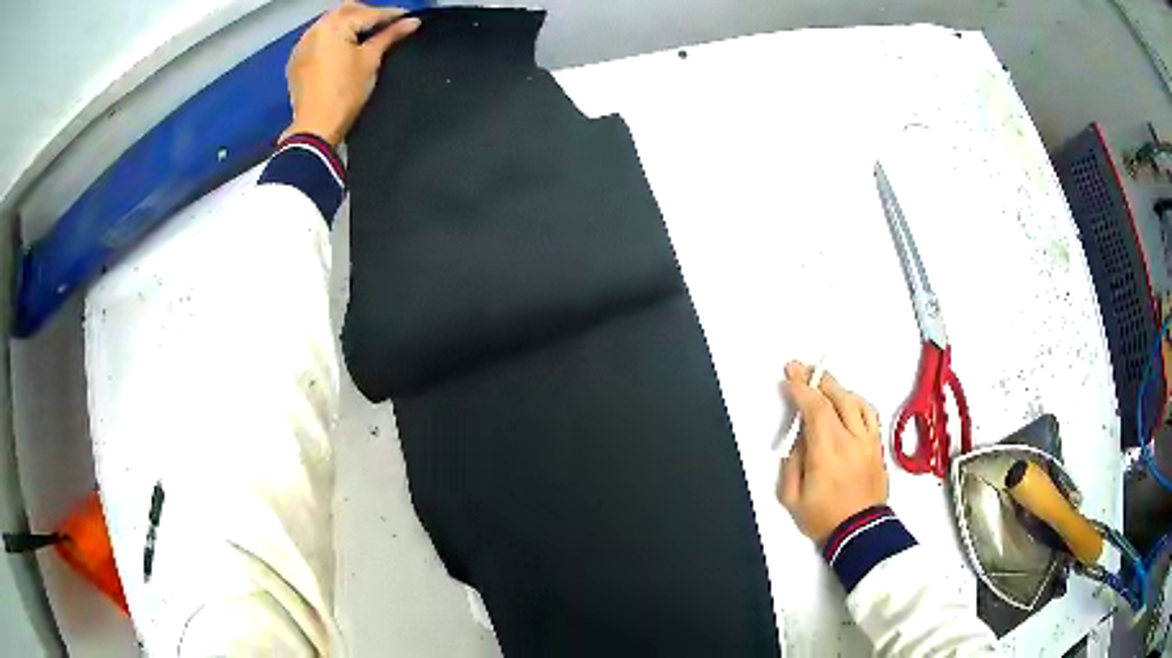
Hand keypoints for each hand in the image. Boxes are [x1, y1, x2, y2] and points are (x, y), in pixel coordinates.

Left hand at [282, 2, 420, 146]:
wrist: (315, 127)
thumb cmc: (346, 92)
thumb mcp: (370, 60)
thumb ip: (390, 36)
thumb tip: (412, 22)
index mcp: (333, 26)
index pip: (367, 13)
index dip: (390, 14)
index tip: (406, 16)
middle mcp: (314, 29)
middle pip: (345, 10)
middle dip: (365, 13)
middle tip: (384, 23)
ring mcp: (302, 45)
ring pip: (329, 22)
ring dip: (347, 23)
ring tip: (363, 34)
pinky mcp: (296, 60)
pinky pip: (316, 38)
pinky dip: (331, 37)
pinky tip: (341, 47)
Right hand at [777, 361, 886, 544]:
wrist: (859, 533)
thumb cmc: (823, 518)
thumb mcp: (791, 497)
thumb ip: (791, 463)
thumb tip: (798, 438)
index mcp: (827, 452)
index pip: (816, 409)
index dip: (801, 388)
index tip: (789, 376)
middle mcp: (850, 440)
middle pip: (837, 398)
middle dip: (817, 379)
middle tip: (801, 368)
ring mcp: (867, 442)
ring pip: (855, 402)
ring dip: (837, 387)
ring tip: (822, 383)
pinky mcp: (877, 447)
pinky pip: (870, 414)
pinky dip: (857, 401)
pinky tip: (848, 400)